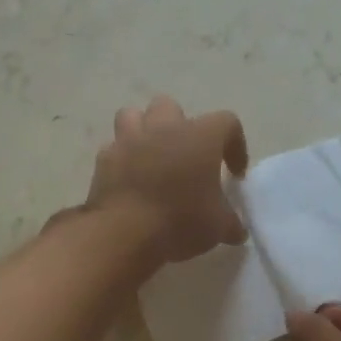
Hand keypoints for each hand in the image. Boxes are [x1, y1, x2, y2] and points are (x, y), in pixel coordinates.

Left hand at [83, 96, 248, 263]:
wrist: (124, 233)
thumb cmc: (181, 221)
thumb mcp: (218, 227)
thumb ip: (230, 222)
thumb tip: (236, 230)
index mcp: (200, 136)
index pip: (227, 123)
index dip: (235, 145)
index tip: (234, 173)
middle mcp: (164, 128)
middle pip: (171, 107)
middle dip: (180, 127)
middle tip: (186, 157)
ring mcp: (129, 140)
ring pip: (133, 115)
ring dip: (143, 131)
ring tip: (152, 157)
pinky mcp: (104, 159)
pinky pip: (113, 149)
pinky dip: (122, 160)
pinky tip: (129, 181)